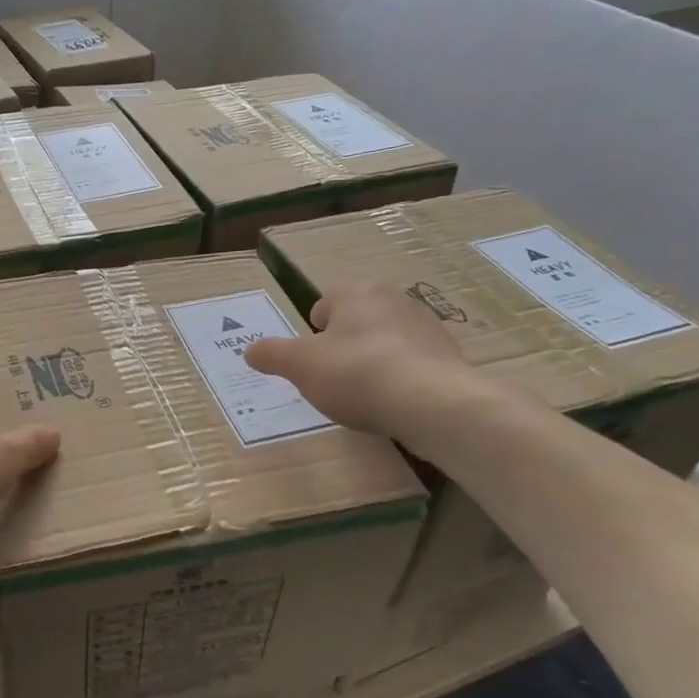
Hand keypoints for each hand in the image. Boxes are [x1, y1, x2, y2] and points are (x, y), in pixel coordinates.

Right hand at [243, 281, 479, 444]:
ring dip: (373, 362)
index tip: (312, 363)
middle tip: (334, 380)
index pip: (323, 304)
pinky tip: (394, 404)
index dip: (312, 334)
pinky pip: (412, 364)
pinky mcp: (448, 355)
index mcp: (354, 292)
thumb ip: (271, 355)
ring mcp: (425, 325)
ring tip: (365, 397)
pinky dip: (401, 379)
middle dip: (343, 346)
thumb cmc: (356, 373)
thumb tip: (250, 350)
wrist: (432, 403)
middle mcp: (392, 299)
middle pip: (355, 321)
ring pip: (385, 341)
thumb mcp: (299, 366)